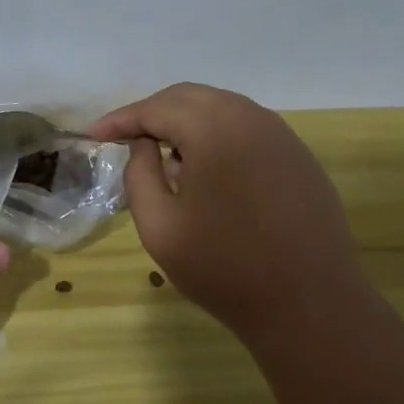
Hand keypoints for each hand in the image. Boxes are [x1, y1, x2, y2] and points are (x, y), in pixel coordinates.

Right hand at [92, 83, 375, 351]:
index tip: (94, 134)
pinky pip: (247, 128)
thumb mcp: (159, 226)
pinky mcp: (298, 155)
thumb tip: (143, 145)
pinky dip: (218, 135)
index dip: (120, 119)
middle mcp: (250, 117)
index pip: (155, 108)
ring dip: (186, 122)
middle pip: (189, 97)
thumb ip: (139, 174)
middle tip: (126, 138)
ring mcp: (281, 134)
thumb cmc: (225, 268)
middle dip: (153, 113)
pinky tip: (208, 169)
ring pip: (221, 108)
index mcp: (214, 128)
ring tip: (163, 153)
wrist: (309, 306)